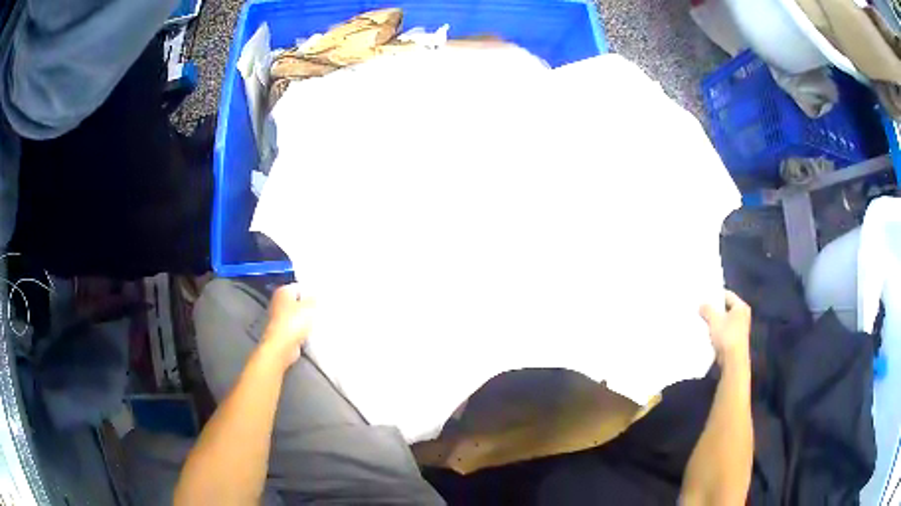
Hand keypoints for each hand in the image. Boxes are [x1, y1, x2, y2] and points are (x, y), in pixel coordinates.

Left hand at [260, 283, 314, 369]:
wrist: (283, 346)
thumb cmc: (291, 324)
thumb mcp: (310, 306)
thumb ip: (315, 299)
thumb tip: (317, 297)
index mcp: (283, 291)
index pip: (299, 286)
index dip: (310, 291)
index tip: (319, 297)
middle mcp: (278, 303)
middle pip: (296, 301)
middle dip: (307, 306)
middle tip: (318, 310)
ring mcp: (279, 318)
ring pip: (296, 316)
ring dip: (304, 320)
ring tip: (314, 323)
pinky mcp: (282, 332)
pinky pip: (295, 328)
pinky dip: (301, 331)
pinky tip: (308, 334)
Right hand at [700, 290, 750, 365]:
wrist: (733, 360)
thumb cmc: (726, 335)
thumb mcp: (714, 320)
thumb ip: (707, 309)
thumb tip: (702, 305)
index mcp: (741, 306)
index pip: (727, 295)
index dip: (715, 295)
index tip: (704, 297)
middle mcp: (742, 315)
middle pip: (726, 307)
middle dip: (714, 309)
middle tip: (702, 308)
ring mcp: (740, 328)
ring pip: (724, 320)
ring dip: (715, 320)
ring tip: (703, 320)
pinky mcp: (735, 339)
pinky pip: (724, 330)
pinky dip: (717, 330)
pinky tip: (708, 332)